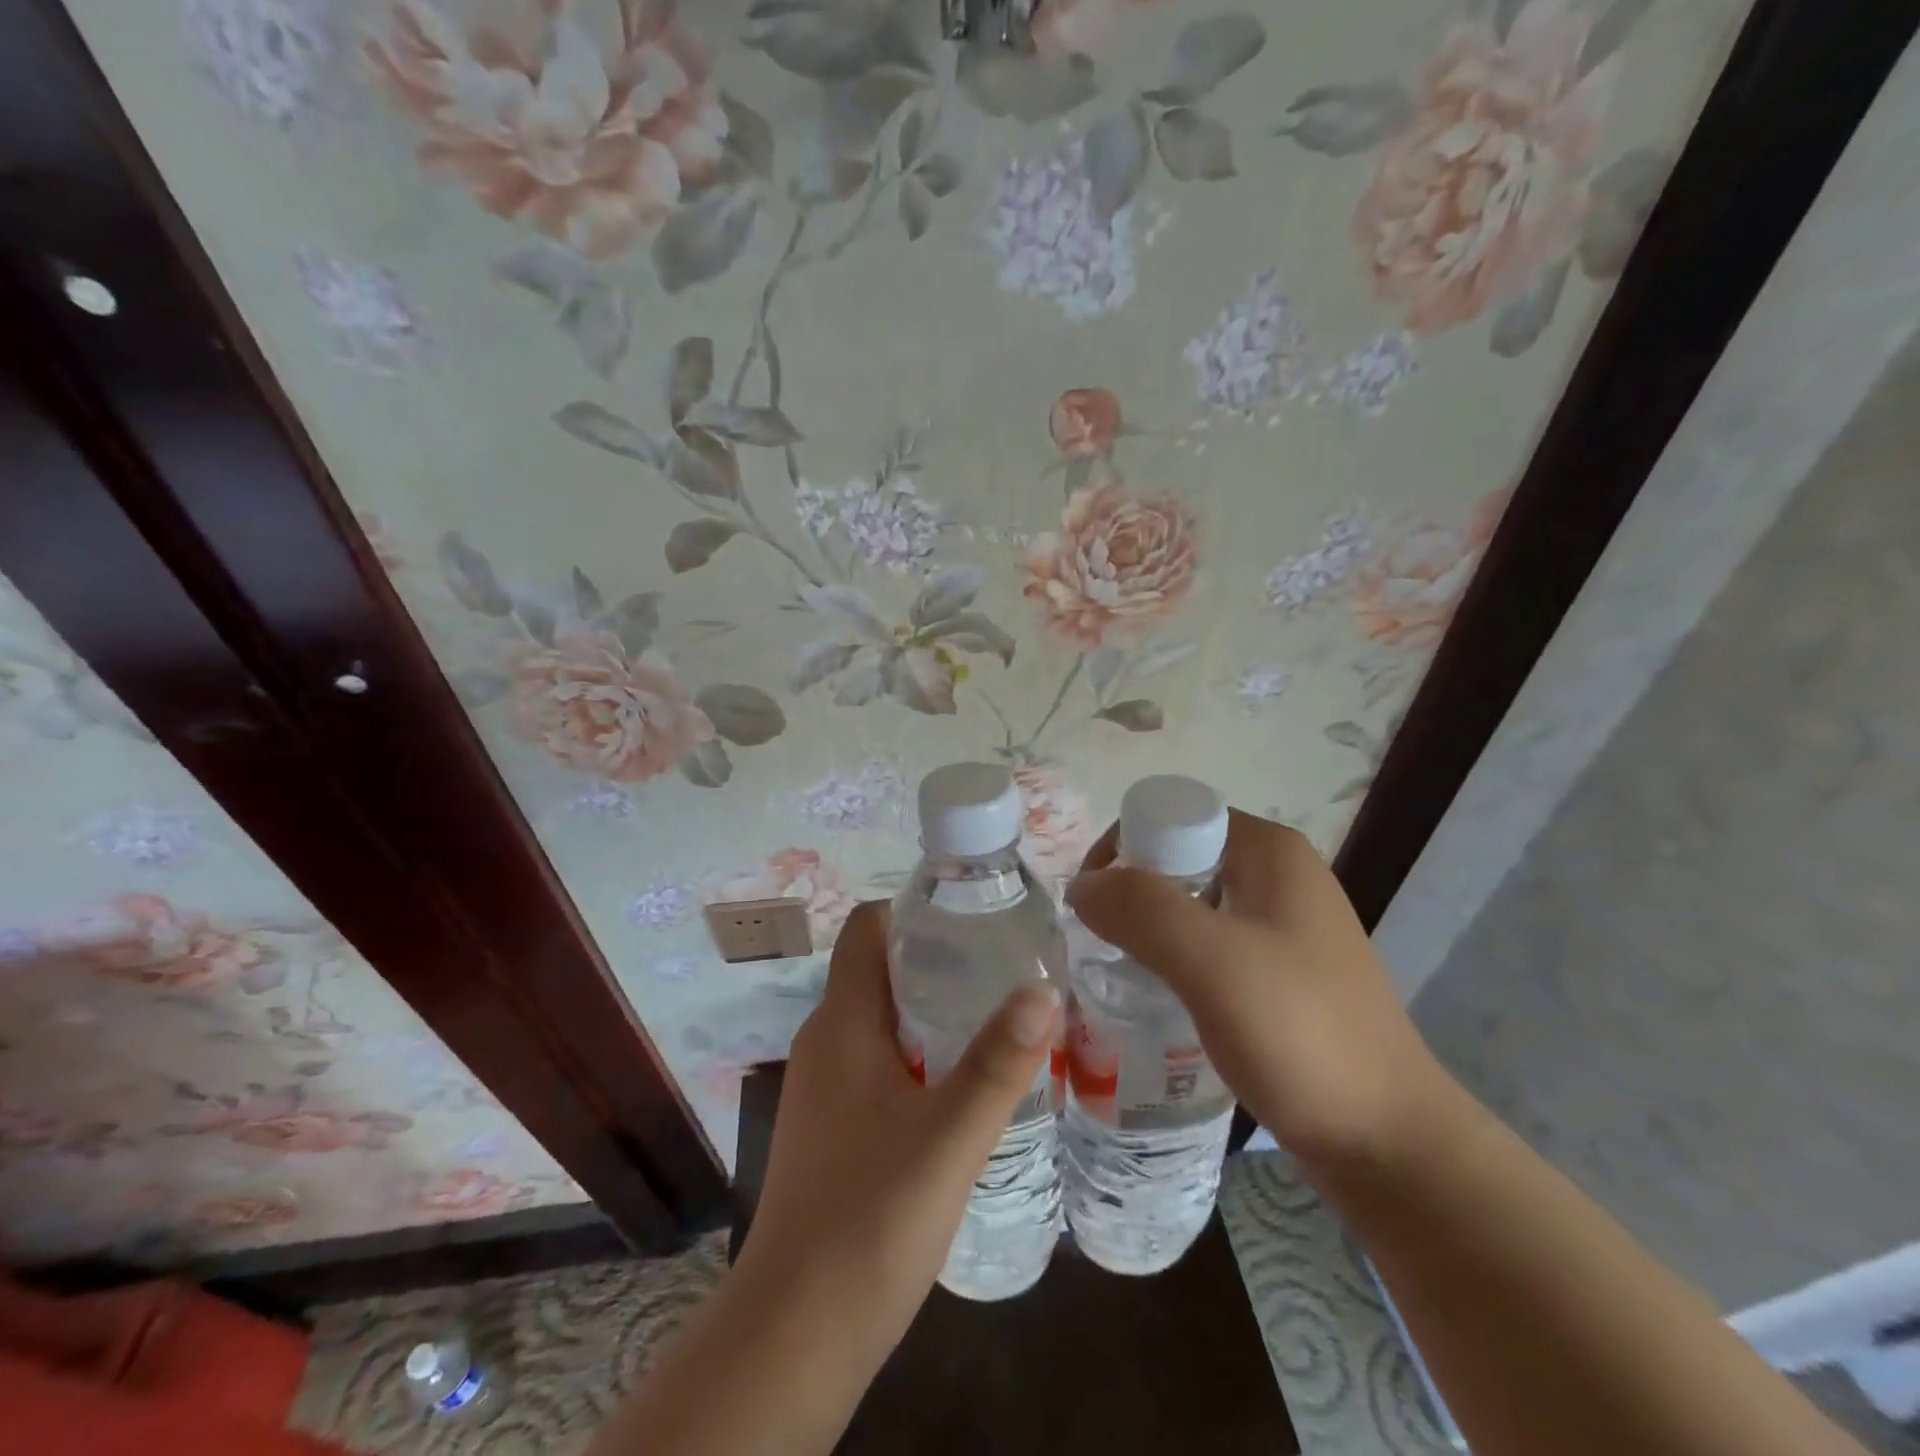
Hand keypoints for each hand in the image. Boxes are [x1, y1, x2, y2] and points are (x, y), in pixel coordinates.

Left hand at [738, 900, 1060, 1359]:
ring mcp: (825, 1086)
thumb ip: (997, 1063)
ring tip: (999, 1014)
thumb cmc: (869, 1217)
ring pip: (883, 1020)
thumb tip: (1044, 987)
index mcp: (842, 1022)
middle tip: (1006, 963)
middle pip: (880, 970)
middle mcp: (826, 1041)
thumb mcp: (948, 1136)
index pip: (866, 929)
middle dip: (940, 959)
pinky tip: (965, 1083)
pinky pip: (880, 1061)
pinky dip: (921, 1053)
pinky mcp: (834, 1125)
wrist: (797, 1331)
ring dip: (934, 1010)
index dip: (914, 909)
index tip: (974, 914)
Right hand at [1067, 809, 1446, 1170]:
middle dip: (1131, 895)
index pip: (1170, 818)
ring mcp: (1284, 925)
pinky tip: (1160, 998)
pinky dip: (1175, 959)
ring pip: (1191, 905)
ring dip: (1149, 930)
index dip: (1121, 851)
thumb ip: (1140, 909)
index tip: (1092, 907)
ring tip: (1122, 974)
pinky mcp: (1282, 972)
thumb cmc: (1300, 1035)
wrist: (1390, 1143)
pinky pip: (1210, 945)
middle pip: (1178, 860)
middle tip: (1101, 946)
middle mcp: (1279, 875)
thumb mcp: (1211, 961)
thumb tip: (1082, 885)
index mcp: (1269, 851)